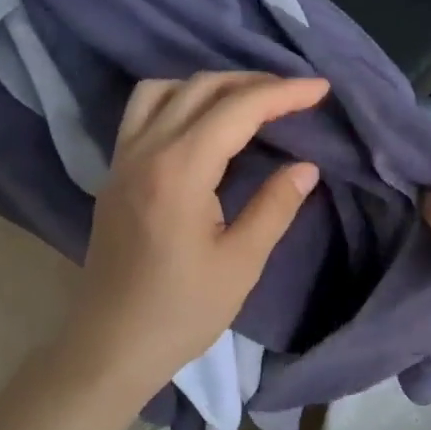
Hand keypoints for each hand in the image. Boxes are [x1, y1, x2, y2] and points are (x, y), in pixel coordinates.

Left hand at [48, 72, 328, 406]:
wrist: (110, 346)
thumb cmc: (181, 312)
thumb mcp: (240, 263)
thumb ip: (275, 206)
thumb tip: (305, 166)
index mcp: (180, 171)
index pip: (237, 109)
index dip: (283, 93)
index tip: (320, 89)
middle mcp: (145, 151)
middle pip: (201, 88)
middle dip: (252, 82)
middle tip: (294, 94)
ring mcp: (122, 160)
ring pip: (163, 91)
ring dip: (209, 85)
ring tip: (247, 101)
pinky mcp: (113, 174)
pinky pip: (142, 113)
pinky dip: (177, 100)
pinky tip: (202, 124)